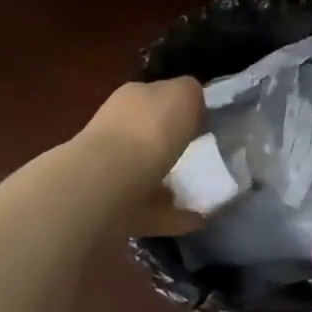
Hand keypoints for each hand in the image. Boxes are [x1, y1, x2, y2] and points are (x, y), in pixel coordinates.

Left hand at [78, 78, 209, 234]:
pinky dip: (175, 216)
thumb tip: (193, 103)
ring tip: (205, 192)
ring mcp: (112, 172)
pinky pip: (152, 211)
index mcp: (132, 99)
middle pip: (149, 136)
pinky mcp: (115, 208)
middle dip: (172, 146)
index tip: (204, 122)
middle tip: (205, 157)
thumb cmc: (149, 130)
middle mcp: (117, 131)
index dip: (180, 107)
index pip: (157, 97)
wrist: (106, 185)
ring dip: (172, 183)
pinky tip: (199, 220)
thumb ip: (190, 92)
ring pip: (148, 175)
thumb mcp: (182, 93)